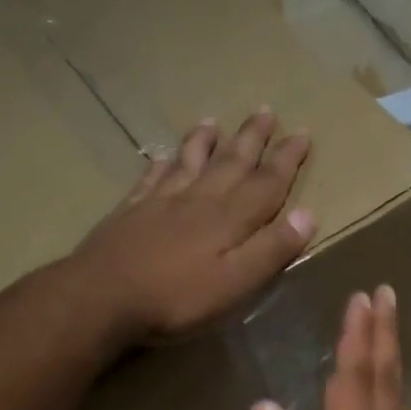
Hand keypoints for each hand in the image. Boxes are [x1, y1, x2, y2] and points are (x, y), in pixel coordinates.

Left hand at [69, 109, 314, 342]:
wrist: (103, 297)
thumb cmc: (177, 298)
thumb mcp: (236, 283)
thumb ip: (271, 250)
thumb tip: (307, 214)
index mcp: (229, 219)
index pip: (266, 183)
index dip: (286, 160)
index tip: (303, 133)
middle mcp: (198, 200)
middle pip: (230, 163)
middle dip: (252, 139)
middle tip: (266, 110)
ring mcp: (161, 203)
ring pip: (189, 162)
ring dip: (205, 142)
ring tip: (214, 121)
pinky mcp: (131, 212)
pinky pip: (152, 178)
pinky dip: (163, 164)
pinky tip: (163, 157)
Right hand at [247, 286, 410, 409]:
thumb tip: (264, 406)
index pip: (354, 385)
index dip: (357, 340)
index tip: (362, 297)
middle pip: (384, 385)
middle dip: (383, 336)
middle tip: (385, 294)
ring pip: (395, 406)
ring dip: (390, 362)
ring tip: (384, 331)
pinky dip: (390, 399)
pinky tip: (384, 402)